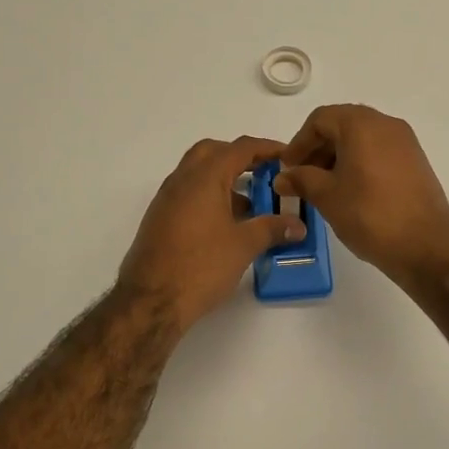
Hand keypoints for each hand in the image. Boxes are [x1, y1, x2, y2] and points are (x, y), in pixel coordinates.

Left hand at [119, 136, 306, 330]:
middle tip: (264, 174)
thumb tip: (297, 225)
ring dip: (224, 179)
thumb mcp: (243, 245)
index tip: (288, 156)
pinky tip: (227, 225)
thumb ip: (272, 228)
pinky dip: (210, 197)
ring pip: (197, 174)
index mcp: (204, 178)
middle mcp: (181, 180)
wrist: (151, 300)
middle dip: (240, 158)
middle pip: (212, 152)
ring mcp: (166, 199)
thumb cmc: (201, 266)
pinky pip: (188, 194)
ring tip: (251, 204)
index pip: (239, 148)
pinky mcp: (160, 219)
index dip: (266, 148)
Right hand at [275, 105, 448, 290]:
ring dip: (337, 157)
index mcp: (362, 124)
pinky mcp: (416, 162)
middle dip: (317, 149)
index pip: (320, 119)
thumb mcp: (327, 196)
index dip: (298, 142)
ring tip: (323, 187)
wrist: (426, 247)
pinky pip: (379, 152)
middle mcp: (386, 124)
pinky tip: (350, 191)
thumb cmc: (369, 215)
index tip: (287, 168)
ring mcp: (405, 142)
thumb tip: (283, 177)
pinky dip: (359, 163)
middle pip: (342, 125)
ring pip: (362, 139)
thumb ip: (301, 179)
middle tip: (301, 177)